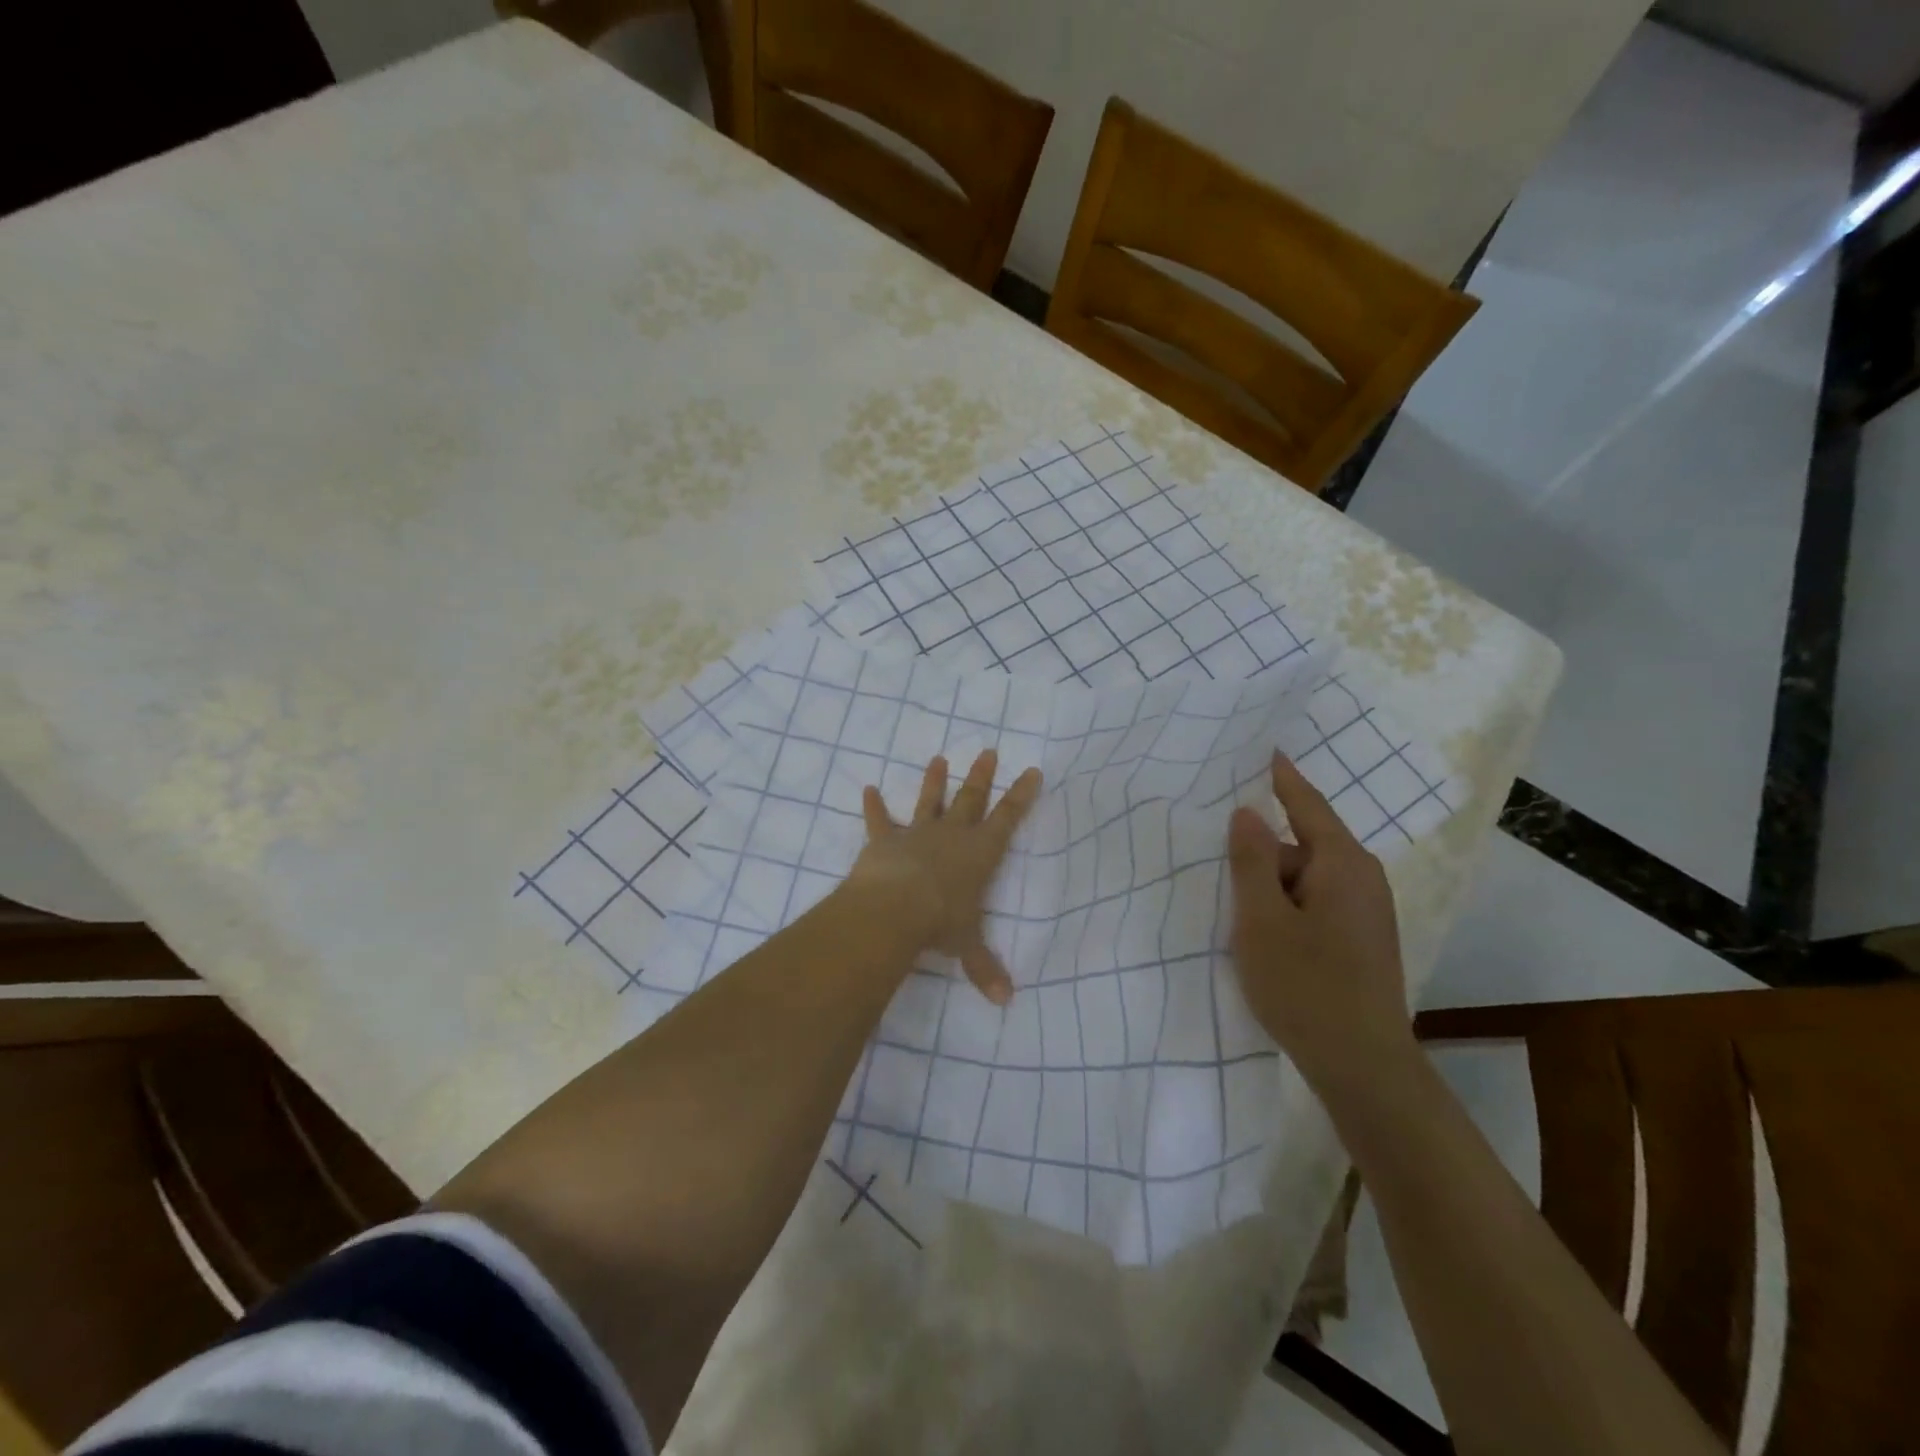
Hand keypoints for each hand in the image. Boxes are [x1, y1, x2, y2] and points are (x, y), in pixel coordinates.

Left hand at [846, 750, 1041, 1004]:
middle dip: (981, 776)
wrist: (894, 908)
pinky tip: (866, 788)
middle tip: (988, 750)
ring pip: (928, 801)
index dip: (1021, 795)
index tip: (1031, 770)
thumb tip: (1006, 1001)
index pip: (1008, 818)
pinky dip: (872, 806)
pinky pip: (878, 820)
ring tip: (938, 759)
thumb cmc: (940, 922)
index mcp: (979, 853)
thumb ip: (985, 968)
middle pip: (971, 798)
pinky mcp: (884, 840)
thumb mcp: (967, 946)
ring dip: (933, 781)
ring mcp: (916, 834)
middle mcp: (952, 836)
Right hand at [1226, 752, 1410, 1084]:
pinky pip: (1313, 902)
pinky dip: (1283, 905)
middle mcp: (1362, 878)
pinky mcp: (1360, 939)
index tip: (1264, 748)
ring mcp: (1365, 911)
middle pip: (1301, 845)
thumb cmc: (1306, 985)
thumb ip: (1251, 861)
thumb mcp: (1261, 919)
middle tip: (1212, 856)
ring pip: (1304, 878)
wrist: (1362, 1066)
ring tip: (1229, 905)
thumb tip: (1247, 813)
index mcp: (1342, 863)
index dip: (1281, 777)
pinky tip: (1258, 931)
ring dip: (1269, 885)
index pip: (1306, 804)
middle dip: (1259, 851)